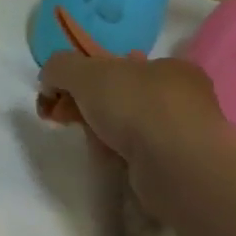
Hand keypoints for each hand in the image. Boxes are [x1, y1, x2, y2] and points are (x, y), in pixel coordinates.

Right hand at [38, 53, 235, 218]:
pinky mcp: (181, 169)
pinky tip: (112, 164)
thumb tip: (49, 81)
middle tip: (67, 120)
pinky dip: (121, 160)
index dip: (87, 77)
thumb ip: (60, 67)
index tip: (65, 94)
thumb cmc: (136, 106)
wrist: (175, 166)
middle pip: (123, 98)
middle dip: (91, 108)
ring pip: (130, 130)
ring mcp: (186, 136)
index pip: (122, 66)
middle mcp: (184, 98)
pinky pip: (140, 158)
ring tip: (91, 146)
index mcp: (170, 68)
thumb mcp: (85, 72)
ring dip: (104, 137)